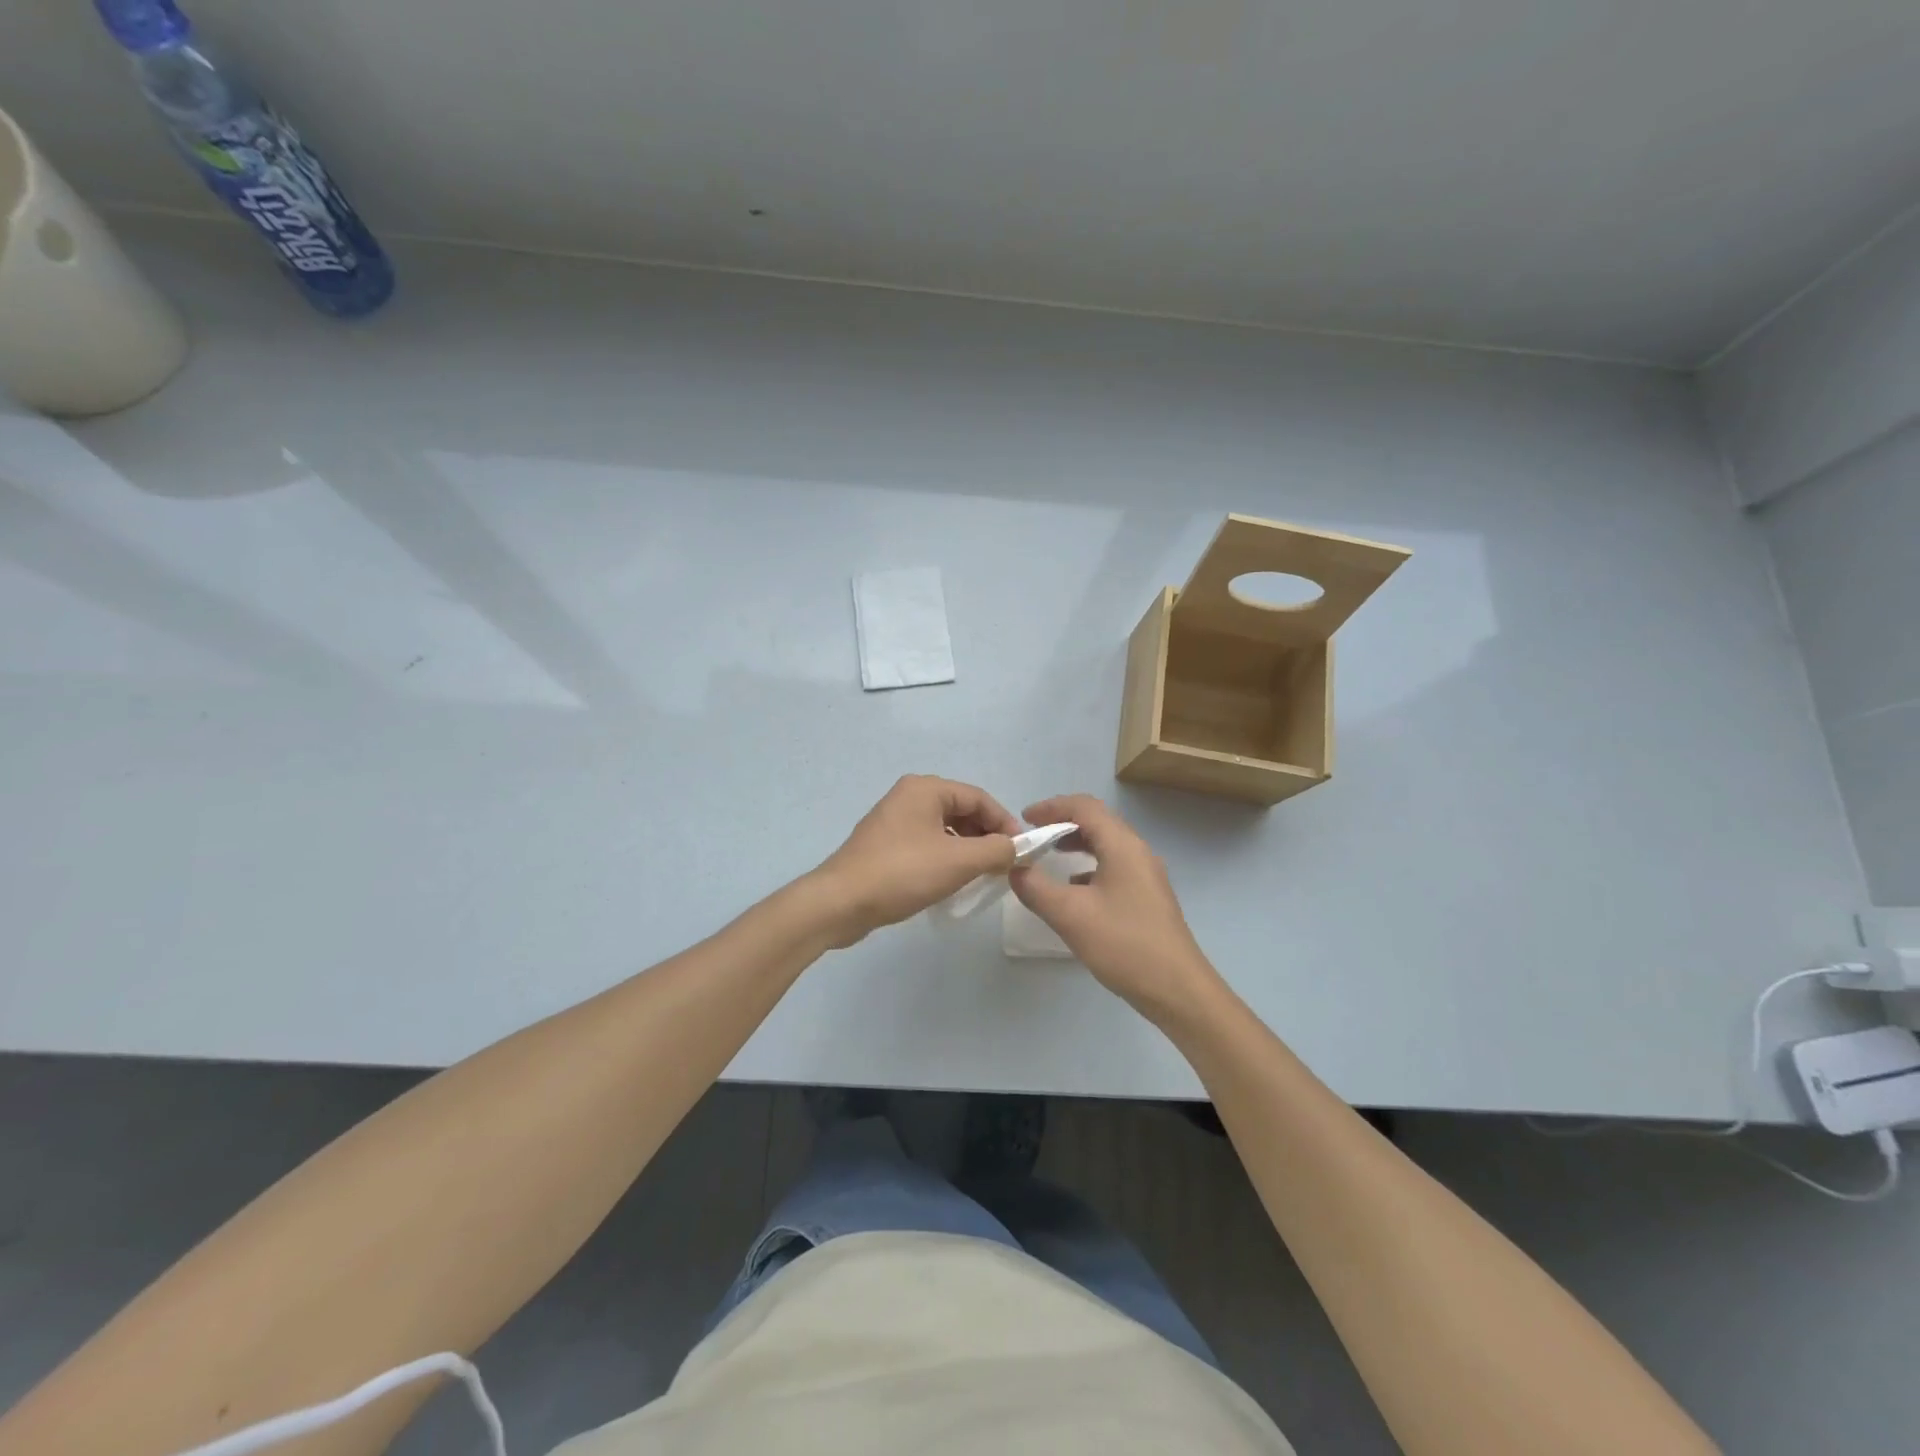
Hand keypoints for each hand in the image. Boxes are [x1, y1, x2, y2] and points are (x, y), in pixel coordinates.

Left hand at [810, 776, 1019, 946]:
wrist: (840, 902)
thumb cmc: (902, 873)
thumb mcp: (958, 862)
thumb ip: (996, 851)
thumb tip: (1016, 848)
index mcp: (925, 789)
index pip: (978, 797)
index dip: (1004, 822)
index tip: (1021, 850)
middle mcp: (908, 797)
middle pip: (961, 810)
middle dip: (985, 835)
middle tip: (1004, 864)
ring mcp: (893, 821)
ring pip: (944, 829)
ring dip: (967, 848)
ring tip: (982, 875)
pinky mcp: (885, 845)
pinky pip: (926, 843)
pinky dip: (946, 856)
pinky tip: (952, 880)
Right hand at [1008, 794, 1221, 1020]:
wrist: (1177, 989)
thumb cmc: (1124, 944)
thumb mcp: (1070, 915)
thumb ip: (1036, 888)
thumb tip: (1016, 869)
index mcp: (1122, 846)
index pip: (1084, 807)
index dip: (1051, 807)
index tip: (1024, 819)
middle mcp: (1138, 852)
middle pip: (1098, 821)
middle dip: (1062, 822)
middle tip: (1033, 835)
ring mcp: (1146, 875)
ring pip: (1107, 844)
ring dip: (1077, 843)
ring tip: (1049, 856)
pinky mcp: (1148, 896)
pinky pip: (1114, 866)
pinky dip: (1089, 866)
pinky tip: (1074, 889)